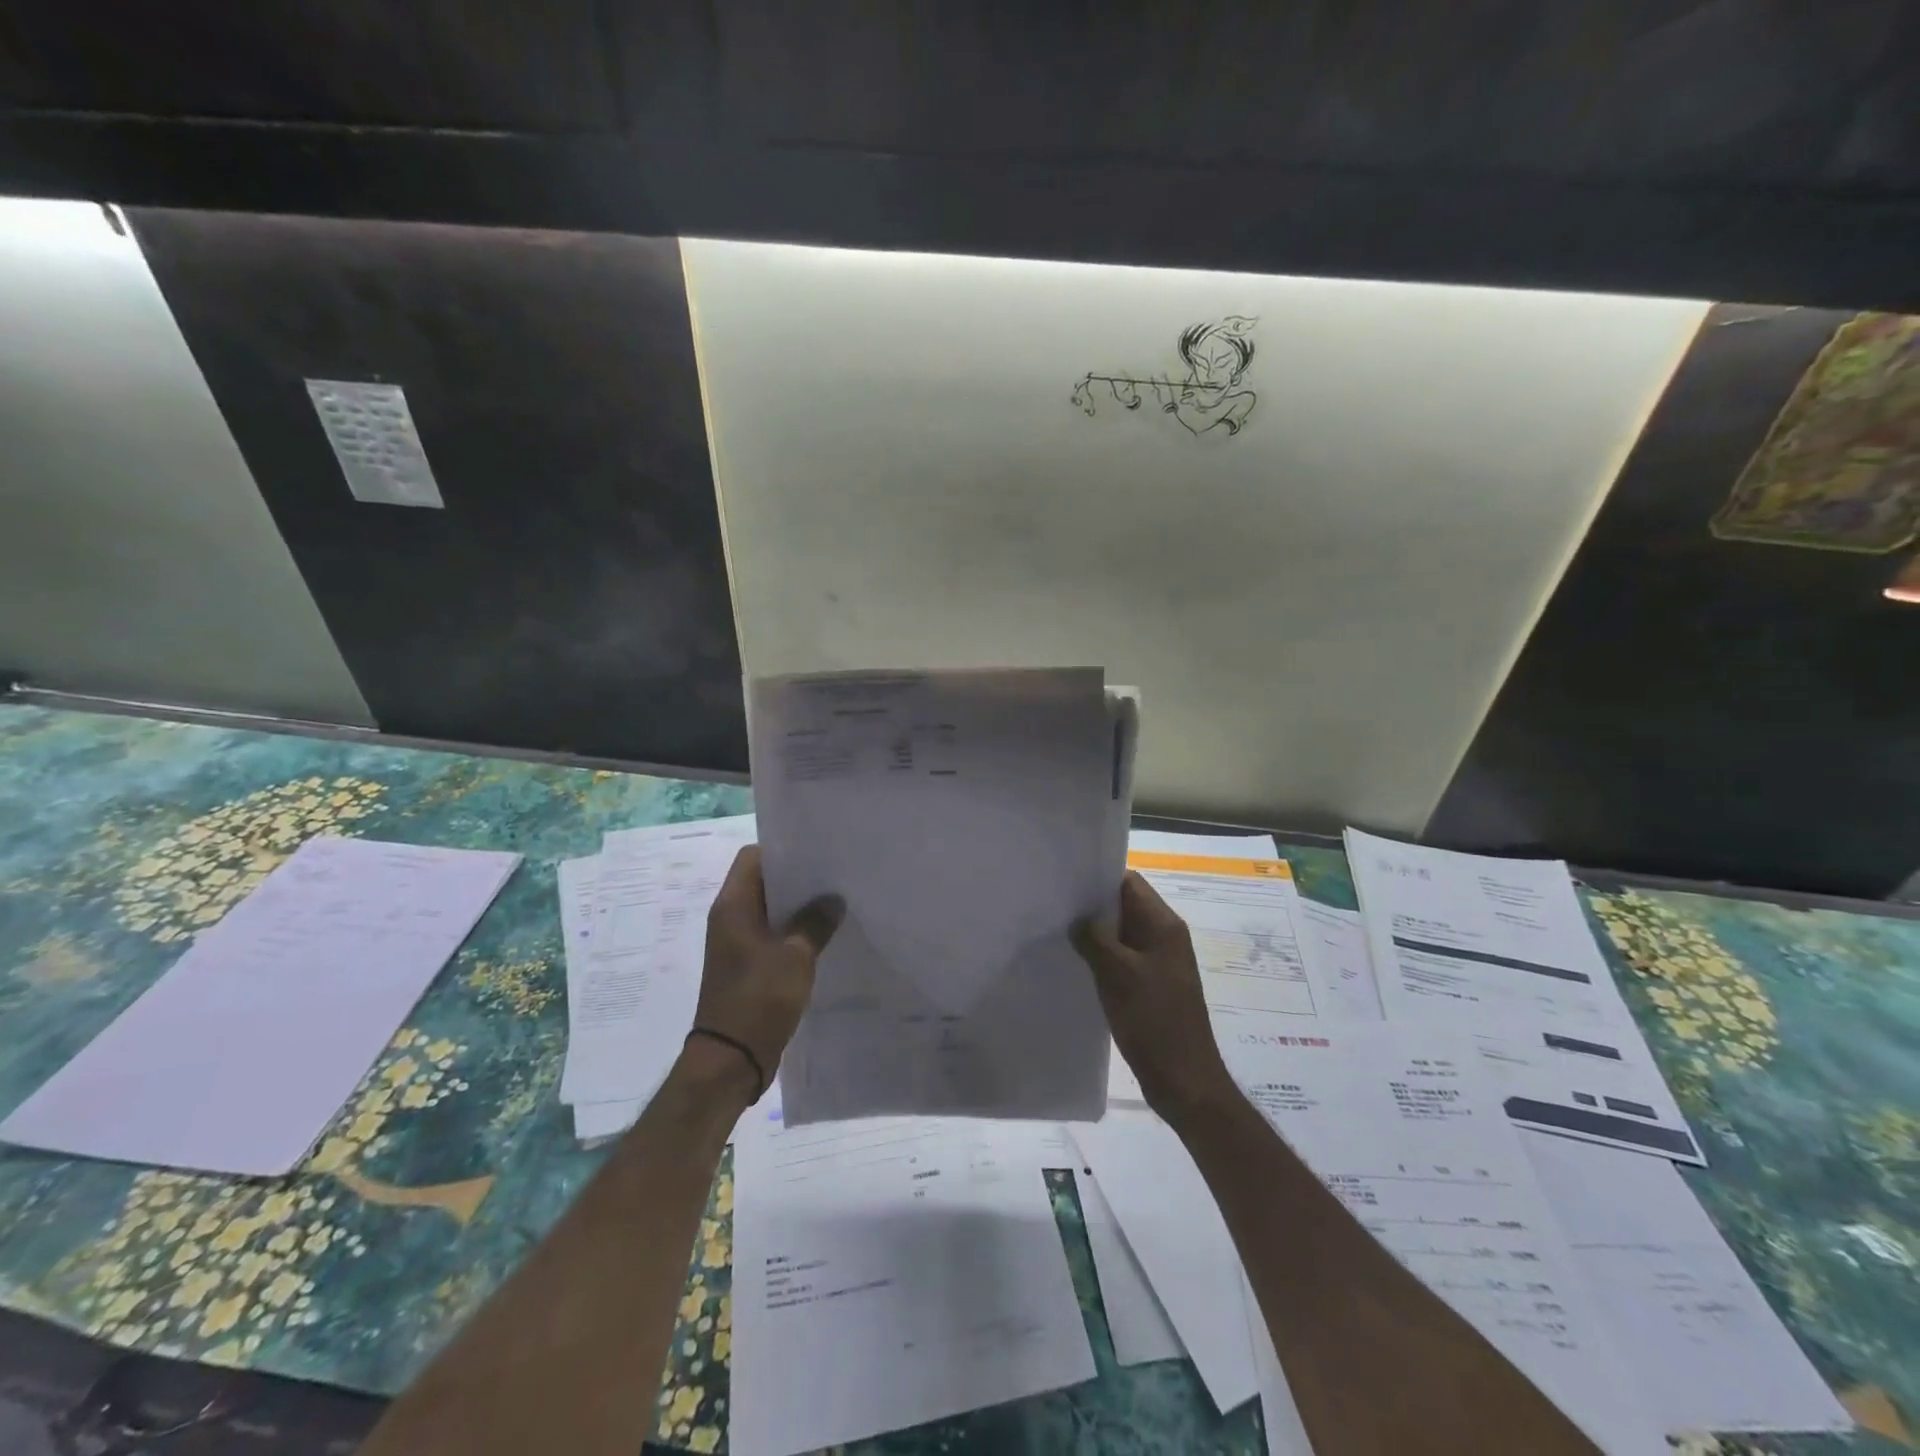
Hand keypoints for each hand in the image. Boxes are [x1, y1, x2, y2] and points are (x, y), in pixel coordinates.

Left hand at [692, 846, 843, 1097]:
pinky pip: (772, 937)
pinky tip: (823, 938)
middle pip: (763, 883)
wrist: (732, 1059)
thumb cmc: (759, 998)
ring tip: (835, 904)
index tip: (816, 852)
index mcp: (733, 906)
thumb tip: (833, 900)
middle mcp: (730, 919)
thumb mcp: (796, 956)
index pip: (753, 857)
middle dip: (797, 879)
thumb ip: (815, 922)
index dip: (782, 850)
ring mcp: (737, 944)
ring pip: (770, 912)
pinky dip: (793, 934)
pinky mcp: (747, 967)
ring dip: (797, 909)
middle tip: (834, 876)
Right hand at [1072, 871, 1236, 1125]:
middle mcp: (1164, 937)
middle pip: (1125, 907)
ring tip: (1057, 933)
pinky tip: (1075, 965)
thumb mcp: (1118, 973)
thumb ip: (1094, 938)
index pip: (1130, 883)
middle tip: (1053, 908)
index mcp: (1164, 925)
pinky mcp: (1150, 986)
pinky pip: (1122, 960)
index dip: (1098, 879)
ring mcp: (1158, 963)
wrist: (1184, 1081)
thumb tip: (1077, 919)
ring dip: (1094, 934)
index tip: (1065, 883)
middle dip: (1092, 907)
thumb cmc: (1154, 1020)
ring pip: (1121, 935)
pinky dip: (1101, 958)